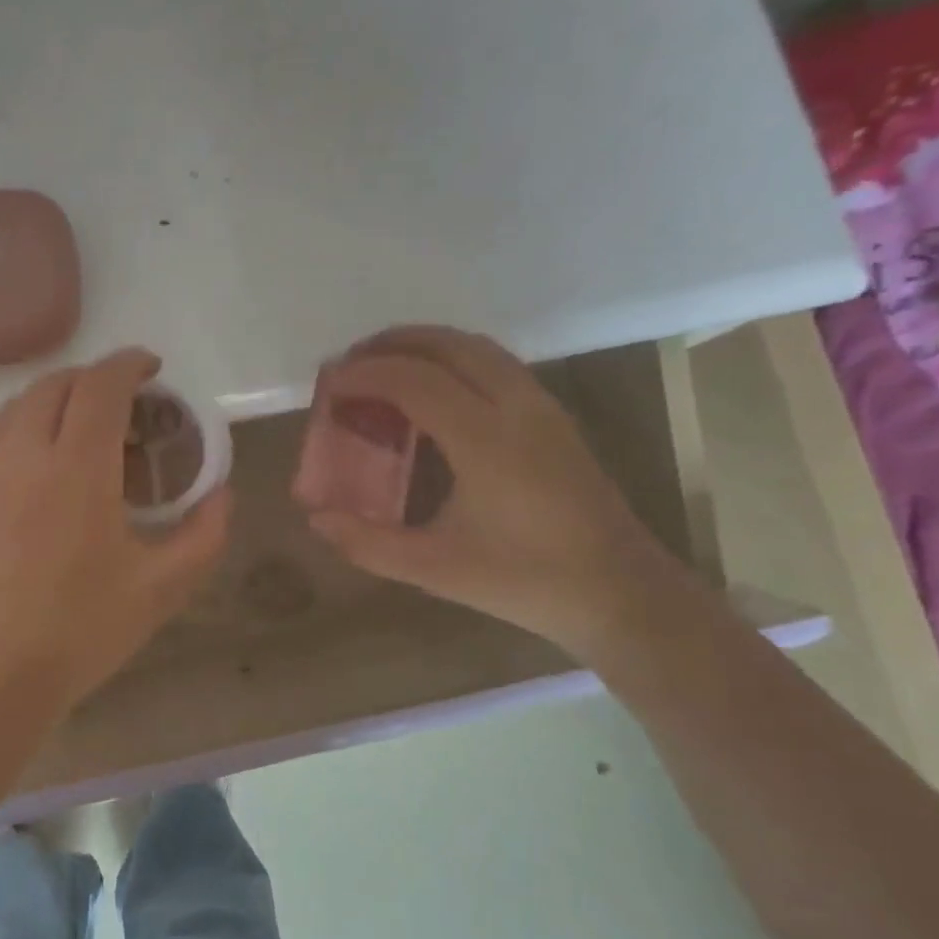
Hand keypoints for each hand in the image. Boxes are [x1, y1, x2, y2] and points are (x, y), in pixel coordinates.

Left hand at [0, 349, 232, 710]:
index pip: (101, 385)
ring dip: (56, 397)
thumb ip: (205, 533)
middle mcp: (24, 453)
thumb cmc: (84, 628)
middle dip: (94, 378)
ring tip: (82, 425)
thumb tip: (222, 494)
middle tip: (124, 402)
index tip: (152, 369)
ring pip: (19, 404)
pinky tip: (43, 463)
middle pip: (57, 384)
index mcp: (77, 467)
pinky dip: (26, 425)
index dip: (129, 364)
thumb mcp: (163, 586)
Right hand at [304, 327, 684, 655]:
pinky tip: (432, 391)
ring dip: (424, 345)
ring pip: (477, 348)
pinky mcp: (554, 417)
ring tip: (383, 367)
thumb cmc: (525, 581)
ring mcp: (542, 407)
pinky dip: (452, 359)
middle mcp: (516, 408)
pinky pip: (495, 364)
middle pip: (448, 345)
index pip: (415, 380)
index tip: (328, 385)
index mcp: (486, 441)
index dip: (365, 374)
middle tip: (349, 365)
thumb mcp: (436, 570)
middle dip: (391, 344)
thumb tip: (316, 519)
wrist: (621, 594)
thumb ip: (368, 543)